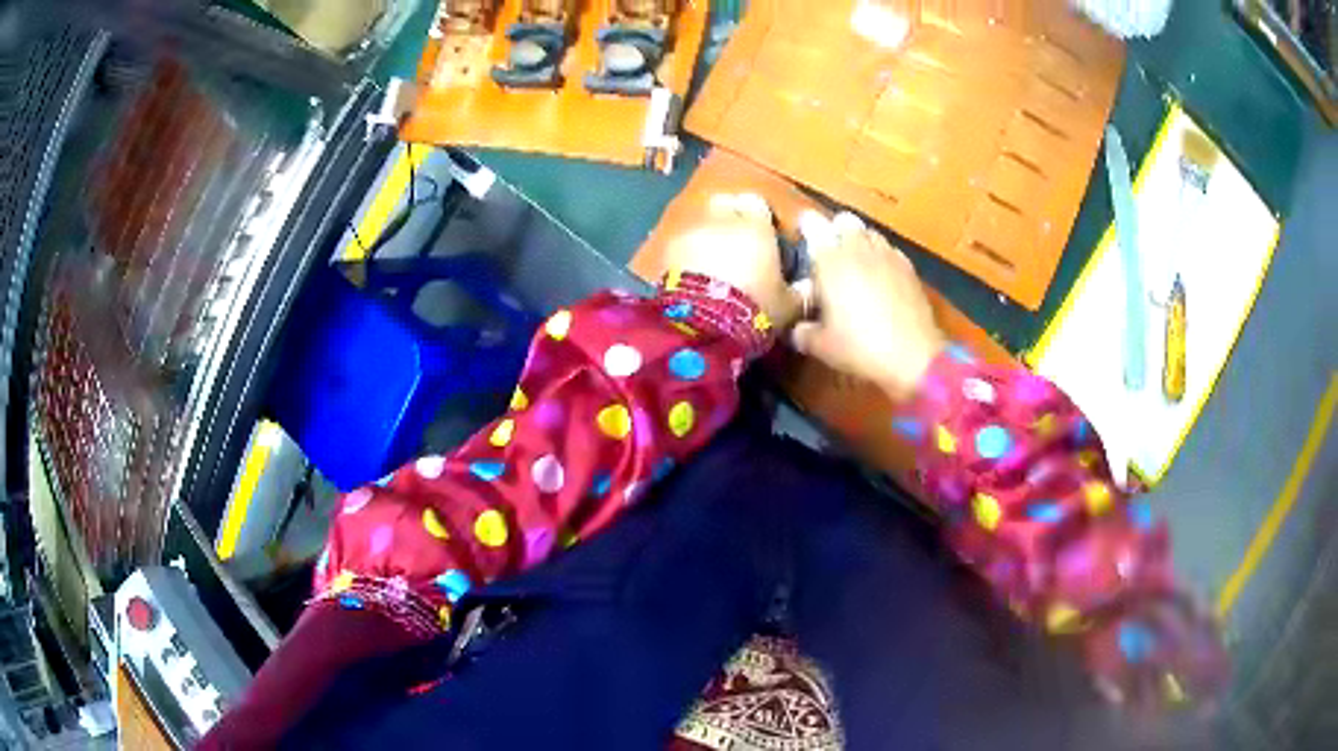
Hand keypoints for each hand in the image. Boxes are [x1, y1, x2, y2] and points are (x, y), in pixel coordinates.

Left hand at [660, 193, 801, 327]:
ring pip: (700, 223)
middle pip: (724, 204)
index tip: (764, 236)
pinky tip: (693, 276)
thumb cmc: (756, 308)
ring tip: (712, 263)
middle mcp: (721, 219)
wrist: (702, 325)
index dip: (759, 217)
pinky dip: (686, 253)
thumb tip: (811, 286)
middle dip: (729, 218)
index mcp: (755, 225)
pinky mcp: (665, 250)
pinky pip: (680, 244)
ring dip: (706, 236)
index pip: (756, 202)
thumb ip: (801, 291)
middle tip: (737, 244)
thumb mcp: (789, 306)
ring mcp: (689, 231)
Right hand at [791, 212, 945, 400]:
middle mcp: (858, 247)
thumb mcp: (821, 346)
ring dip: (859, 241)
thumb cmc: (860, 347)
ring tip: (855, 264)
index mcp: (830, 259)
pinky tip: (880, 278)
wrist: (913, 355)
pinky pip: (889, 250)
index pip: (812, 223)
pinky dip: (881, 256)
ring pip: (869, 232)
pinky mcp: (909, 267)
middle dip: (834, 230)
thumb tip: (797, 328)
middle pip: (844, 220)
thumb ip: (802, 332)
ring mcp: (887, 254)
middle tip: (829, 253)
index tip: (801, 239)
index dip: (805, 227)